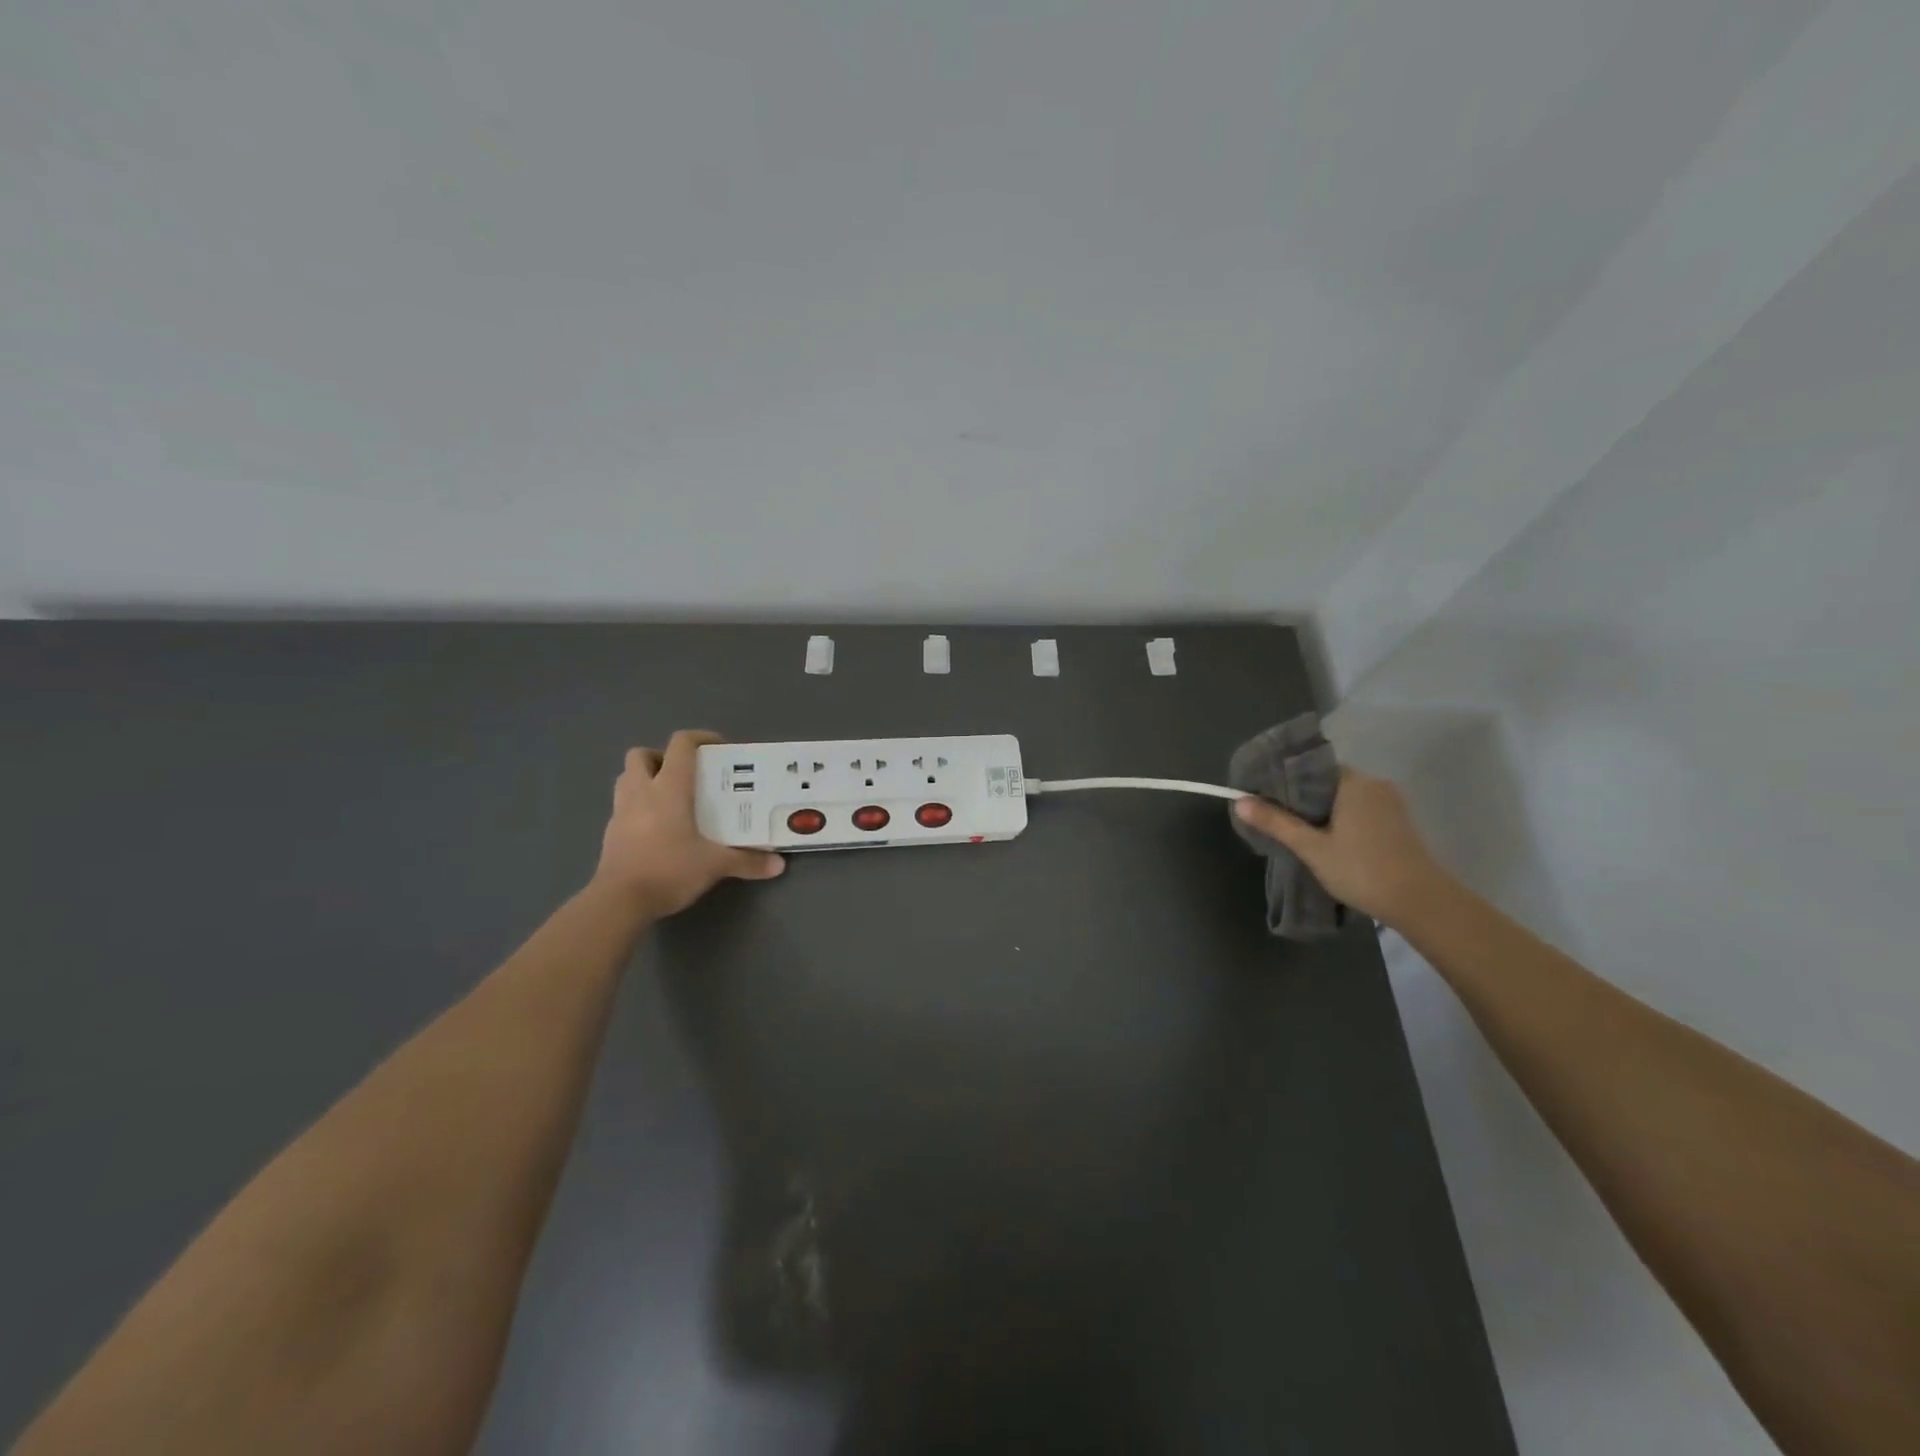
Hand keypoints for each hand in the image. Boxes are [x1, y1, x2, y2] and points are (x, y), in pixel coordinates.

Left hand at [592, 730, 784, 915]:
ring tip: (669, 798)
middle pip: (641, 755)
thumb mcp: (714, 865)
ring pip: (626, 778)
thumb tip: (779, 864)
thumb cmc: (669, 869)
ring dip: (644, 779)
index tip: (719, 748)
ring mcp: (620, 812)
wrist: (618, 902)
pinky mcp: (610, 834)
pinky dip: (638, 808)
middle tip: (685, 775)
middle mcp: (641, 792)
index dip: (700, 738)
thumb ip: (747, 861)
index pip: (680, 745)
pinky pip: (622, 806)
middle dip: (661, 758)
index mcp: (668, 788)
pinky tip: (657, 828)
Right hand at [1234, 769, 1452, 926]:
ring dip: (1322, 812)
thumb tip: (1239, 800)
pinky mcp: (1398, 823)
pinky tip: (1327, 840)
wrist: (1421, 903)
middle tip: (1274, 817)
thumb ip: (1276, 822)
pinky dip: (1341, 820)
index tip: (1263, 796)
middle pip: (1327, 783)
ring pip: (1344, 798)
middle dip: (1301, 798)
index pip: (1311, 768)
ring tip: (1296, 831)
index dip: (1285, 780)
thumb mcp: (1311, 847)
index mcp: (1353, 782)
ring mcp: (1390, 803)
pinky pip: (1360, 811)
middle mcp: (1374, 784)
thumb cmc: (1362, 870)